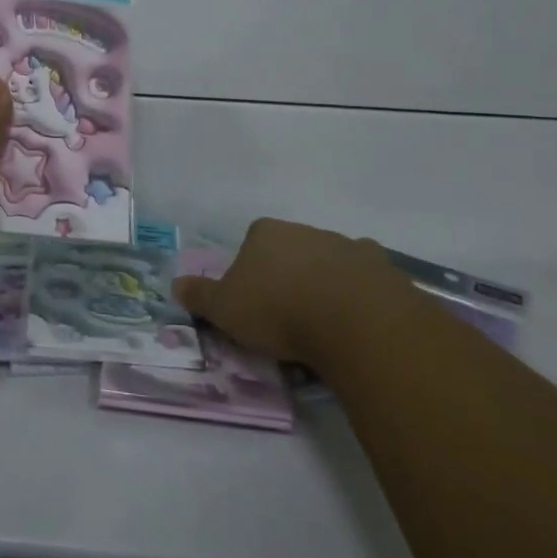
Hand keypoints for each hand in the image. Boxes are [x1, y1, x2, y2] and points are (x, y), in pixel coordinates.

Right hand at [173, 217, 389, 365]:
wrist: (353, 321)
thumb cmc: (278, 310)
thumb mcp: (225, 309)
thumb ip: (200, 296)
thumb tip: (175, 284)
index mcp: (265, 232)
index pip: (251, 244)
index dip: (249, 273)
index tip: (253, 303)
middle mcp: (305, 230)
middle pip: (291, 251)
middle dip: (289, 277)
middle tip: (287, 318)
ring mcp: (346, 245)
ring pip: (329, 263)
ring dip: (325, 285)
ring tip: (324, 327)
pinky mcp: (381, 268)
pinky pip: (366, 280)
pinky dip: (360, 295)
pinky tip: (357, 322)